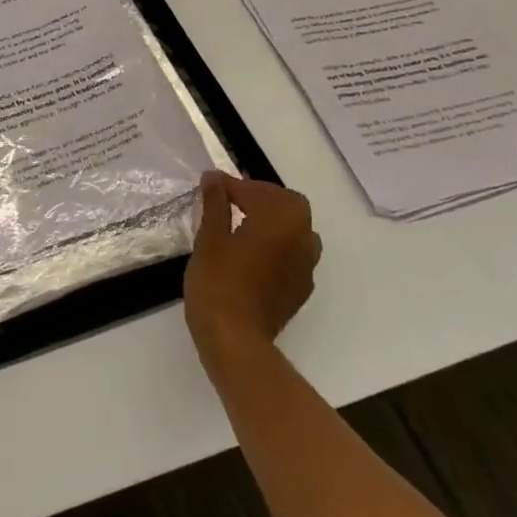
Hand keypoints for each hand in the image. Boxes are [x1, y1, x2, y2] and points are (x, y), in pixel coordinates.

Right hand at [183, 171, 321, 361]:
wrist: (236, 339)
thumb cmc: (218, 282)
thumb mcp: (210, 237)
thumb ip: (216, 203)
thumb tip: (214, 177)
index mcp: (281, 220)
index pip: (257, 190)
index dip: (231, 185)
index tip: (209, 185)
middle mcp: (303, 238)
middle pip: (288, 204)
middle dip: (260, 196)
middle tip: (229, 200)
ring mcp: (306, 265)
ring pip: (296, 228)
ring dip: (273, 219)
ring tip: (242, 224)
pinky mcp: (301, 287)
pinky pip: (295, 252)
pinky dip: (277, 243)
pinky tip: (253, 252)